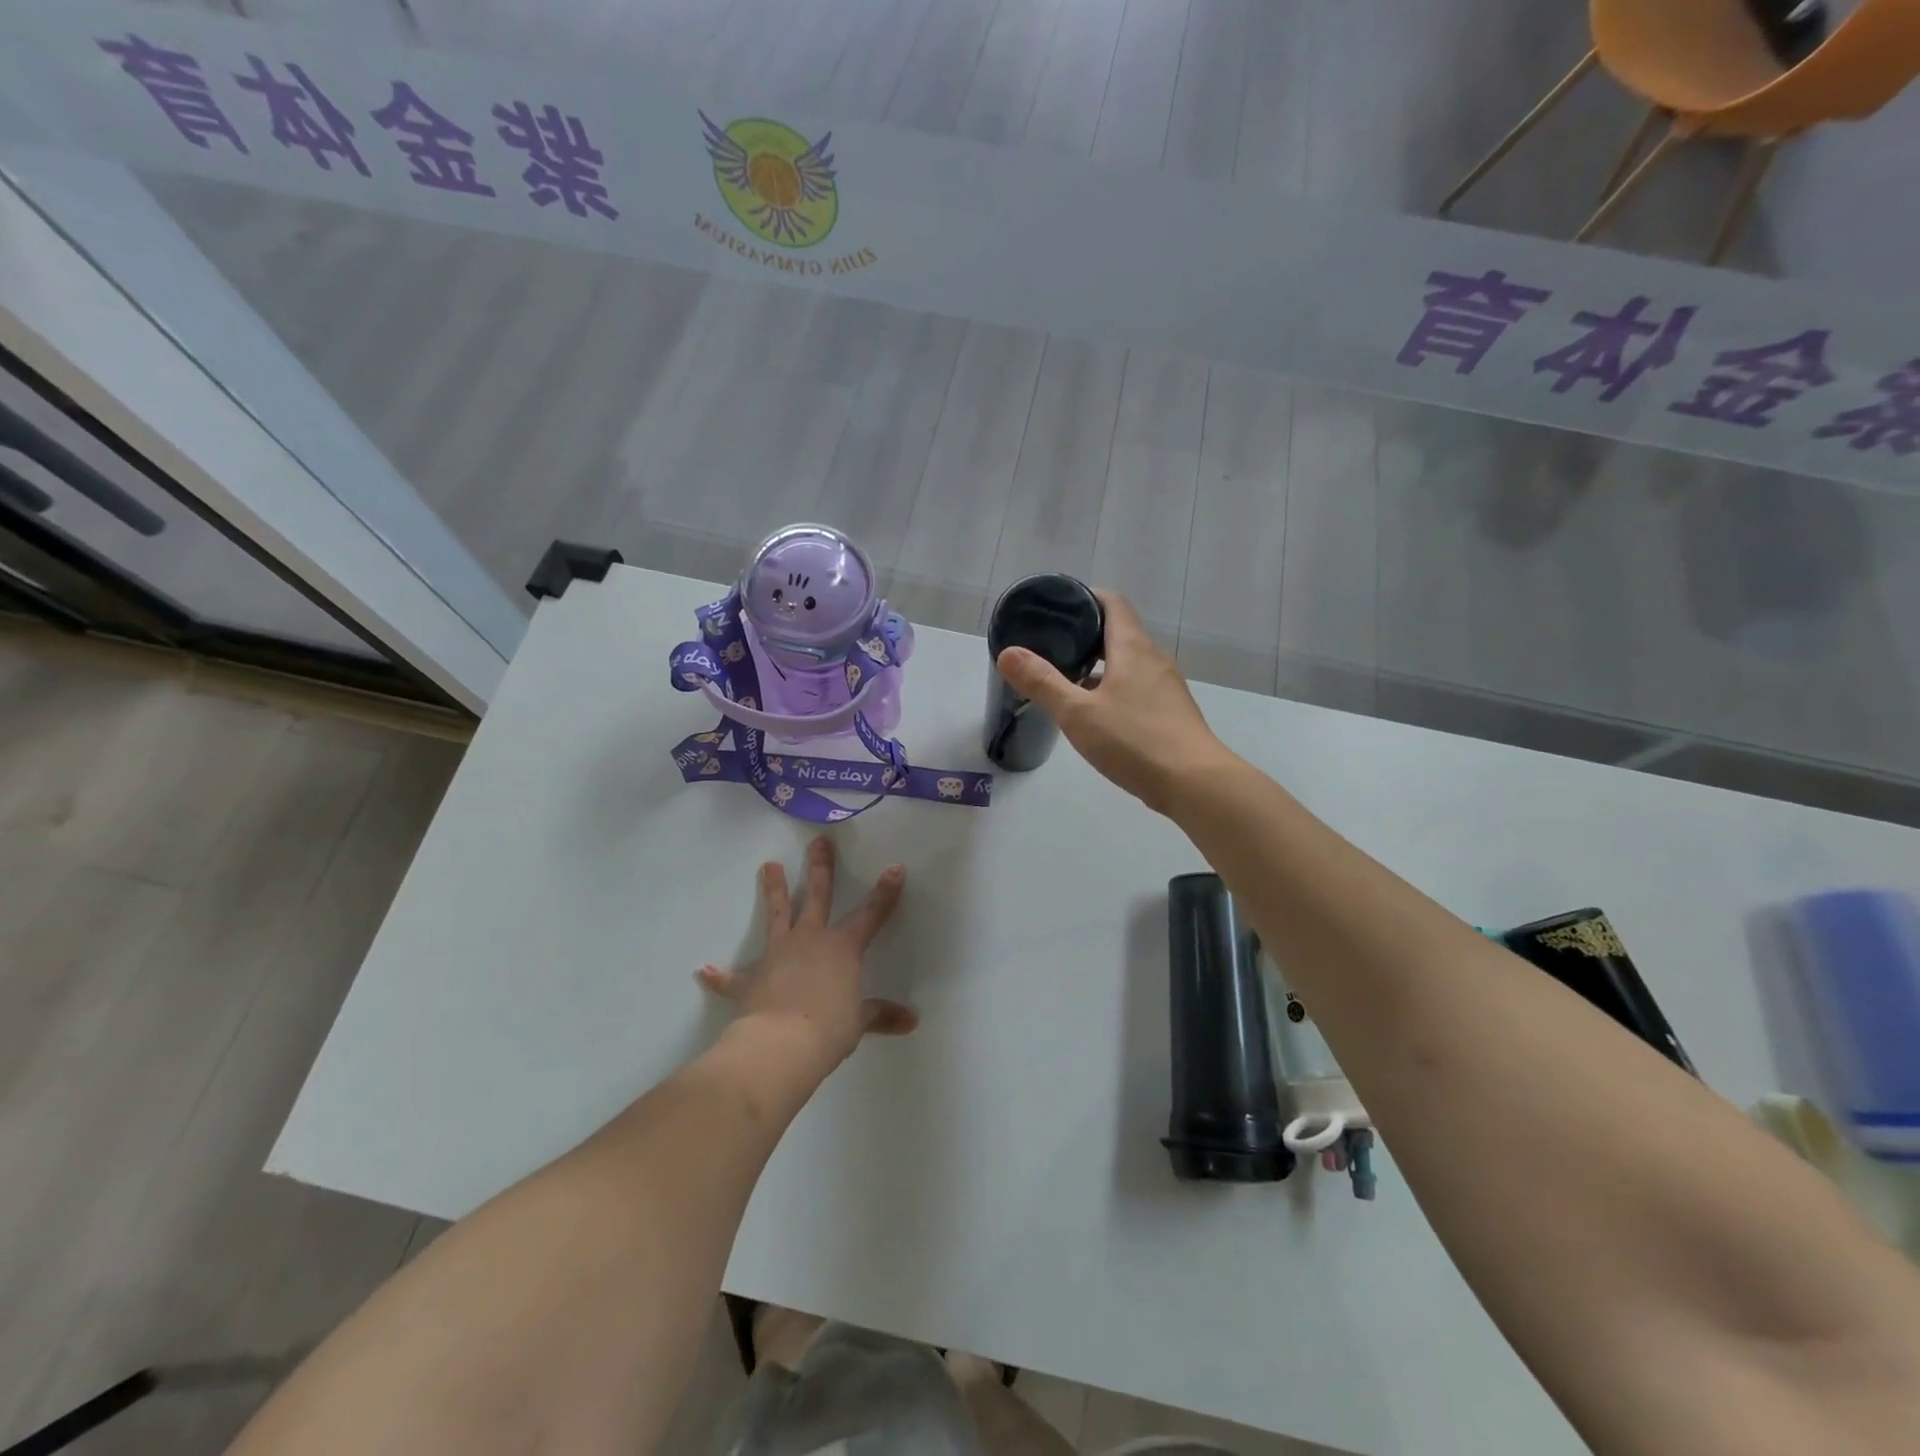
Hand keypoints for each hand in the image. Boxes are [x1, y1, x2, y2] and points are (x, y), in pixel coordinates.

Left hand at [696, 837, 916, 1066]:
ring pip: (777, 915)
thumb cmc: (829, 1029)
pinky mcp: (751, 980)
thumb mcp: (860, 1022)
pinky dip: (720, 976)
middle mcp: (810, 941)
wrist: (781, 1045)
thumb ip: (881, 1015)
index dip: (885, 892)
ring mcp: (778, 955)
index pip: (870, 915)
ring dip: (774, 890)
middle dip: (820, 868)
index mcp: (842, 948)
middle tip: (819, 841)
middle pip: (817, 896)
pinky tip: (704, 970)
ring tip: (769, 865)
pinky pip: (732, 978)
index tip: (894, 867)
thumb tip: (911, 1021)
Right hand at [995, 590, 1234, 815]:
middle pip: (1119, 633)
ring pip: (1128, 664)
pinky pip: (1137, 688)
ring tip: (1066, 677)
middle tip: (1051, 643)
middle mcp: (1153, 660)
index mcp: (1133, 648)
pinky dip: (1113, 689)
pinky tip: (1095, 713)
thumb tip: (1008, 653)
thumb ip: (1042, 682)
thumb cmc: (1134, 740)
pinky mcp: (1170, 714)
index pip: (1113, 603)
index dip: (1086, 596)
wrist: (1195, 784)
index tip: (1058, 604)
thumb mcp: (1078, 713)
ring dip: (1099, 665)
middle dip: (1086, 634)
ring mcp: (1166, 688)